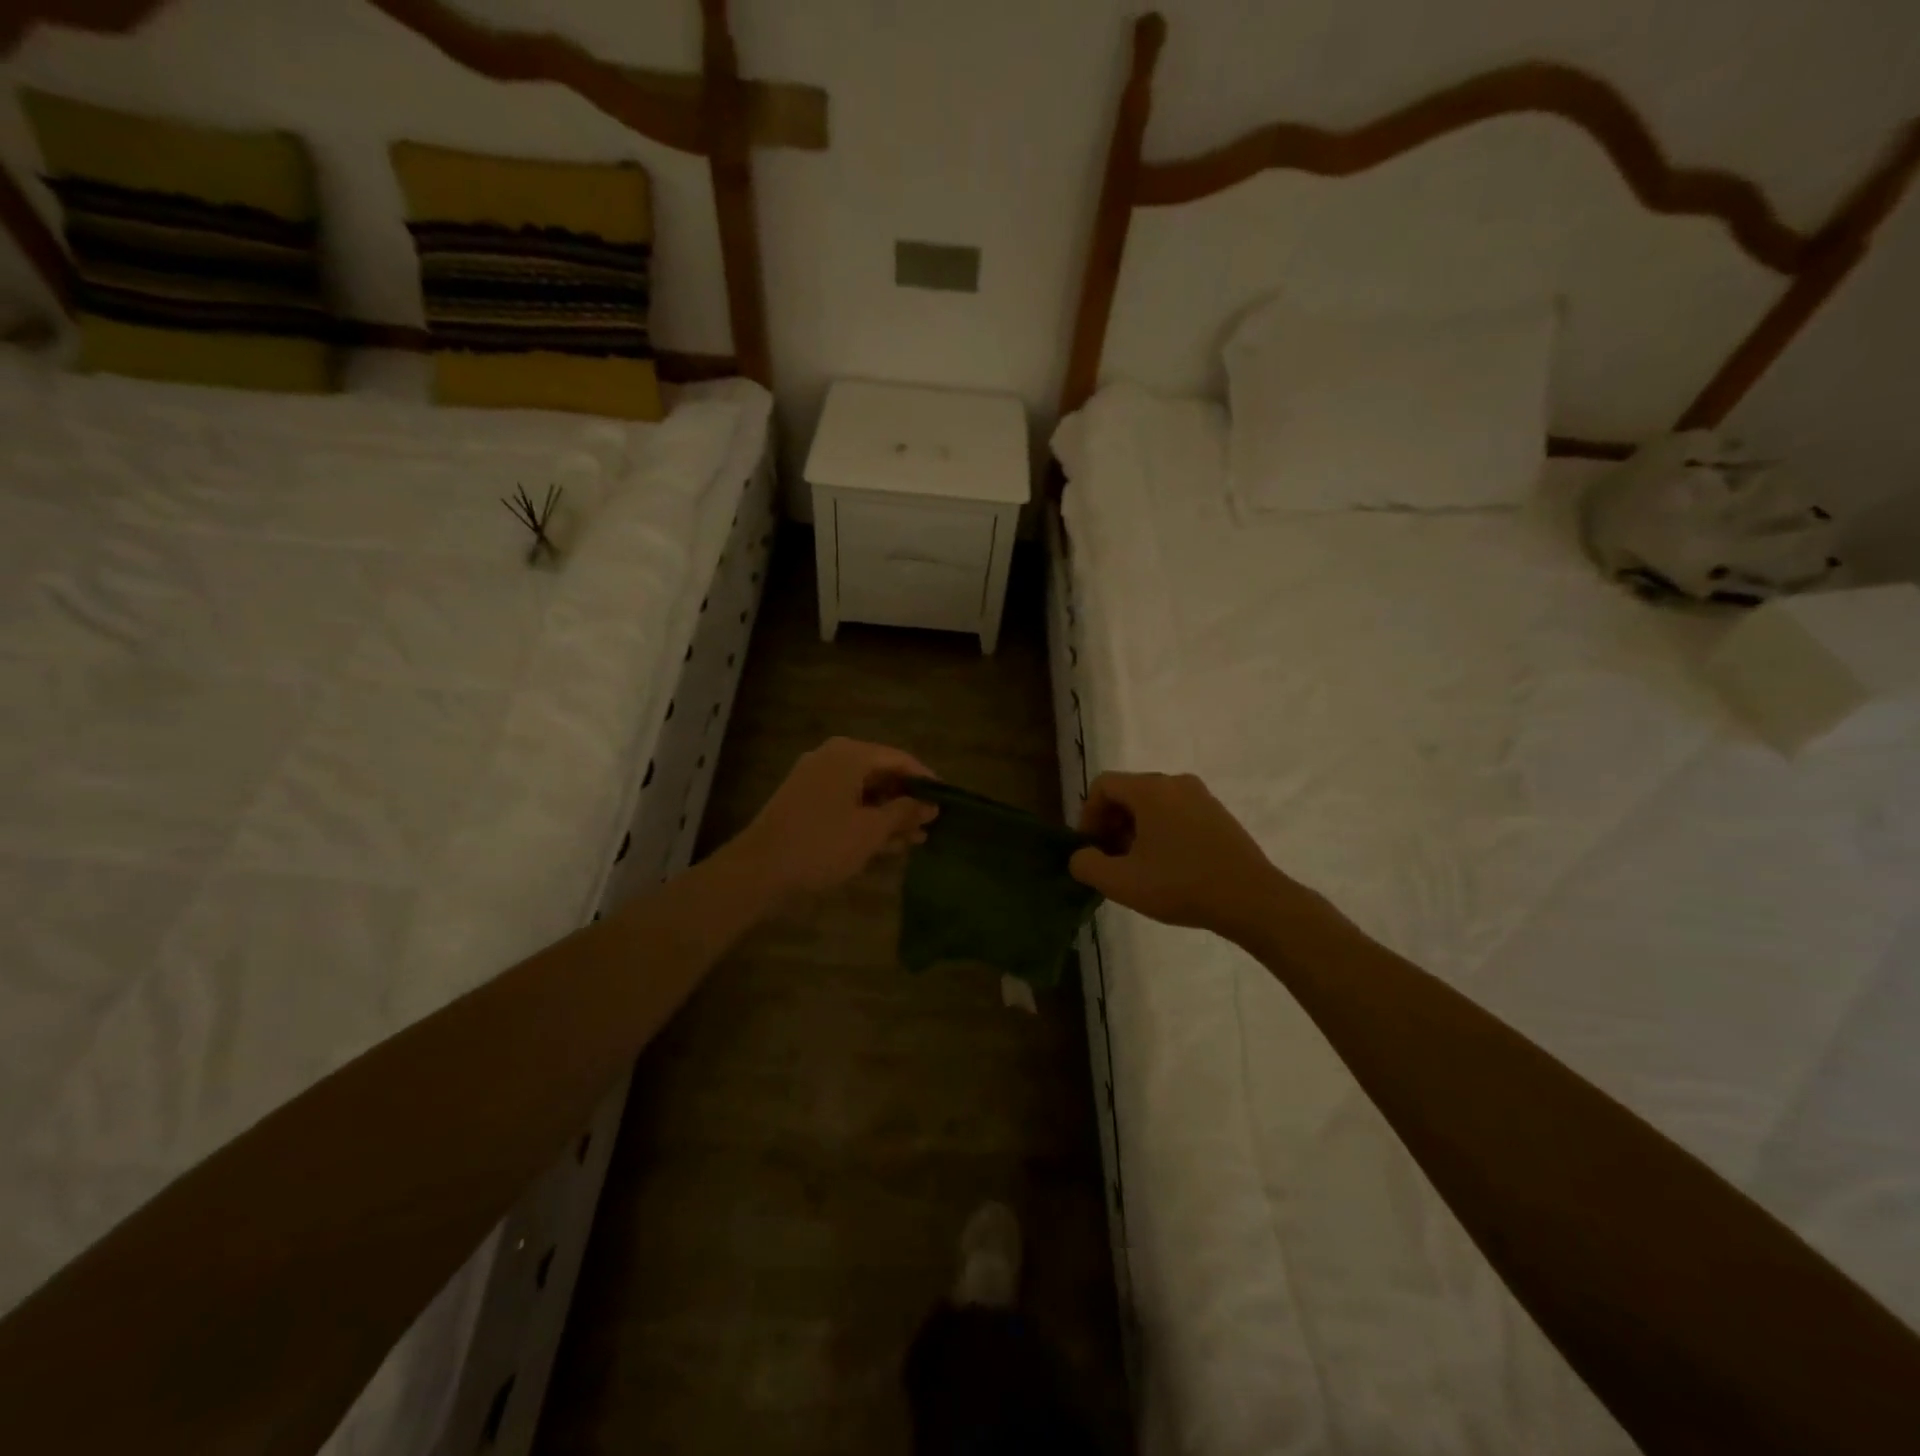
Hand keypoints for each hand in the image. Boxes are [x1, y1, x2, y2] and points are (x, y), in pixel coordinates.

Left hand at [731, 737, 937, 897]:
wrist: (758, 871)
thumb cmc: (821, 845)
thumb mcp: (871, 831)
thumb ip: (904, 813)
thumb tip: (930, 805)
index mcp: (849, 755)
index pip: (899, 759)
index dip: (926, 780)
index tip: (947, 801)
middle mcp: (832, 759)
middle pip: (881, 773)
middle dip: (908, 800)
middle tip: (933, 824)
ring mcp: (816, 781)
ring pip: (864, 792)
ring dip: (890, 814)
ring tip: (917, 839)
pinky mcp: (805, 804)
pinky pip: (847, 804)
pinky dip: (867, 820)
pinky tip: (889, 844)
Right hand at [1069, 771, 1287, 933]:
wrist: (1252, 899)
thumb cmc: (1181, 885)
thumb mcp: (1122, 882)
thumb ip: (1087, 865)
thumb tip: (1081, 856)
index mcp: (1150, 789)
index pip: (1103, 785)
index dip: (1088, 815)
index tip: (1091, 848)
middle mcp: (1176, 782)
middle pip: (1128, 792)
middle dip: (1111, 824)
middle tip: (1111, 860)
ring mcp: (1202, 797)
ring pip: (1153, 804)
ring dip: (1135, 830)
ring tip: (1138, 867)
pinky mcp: (1219, 815)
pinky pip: (1177, 813)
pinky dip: (1161, 831)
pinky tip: (1167, 867)